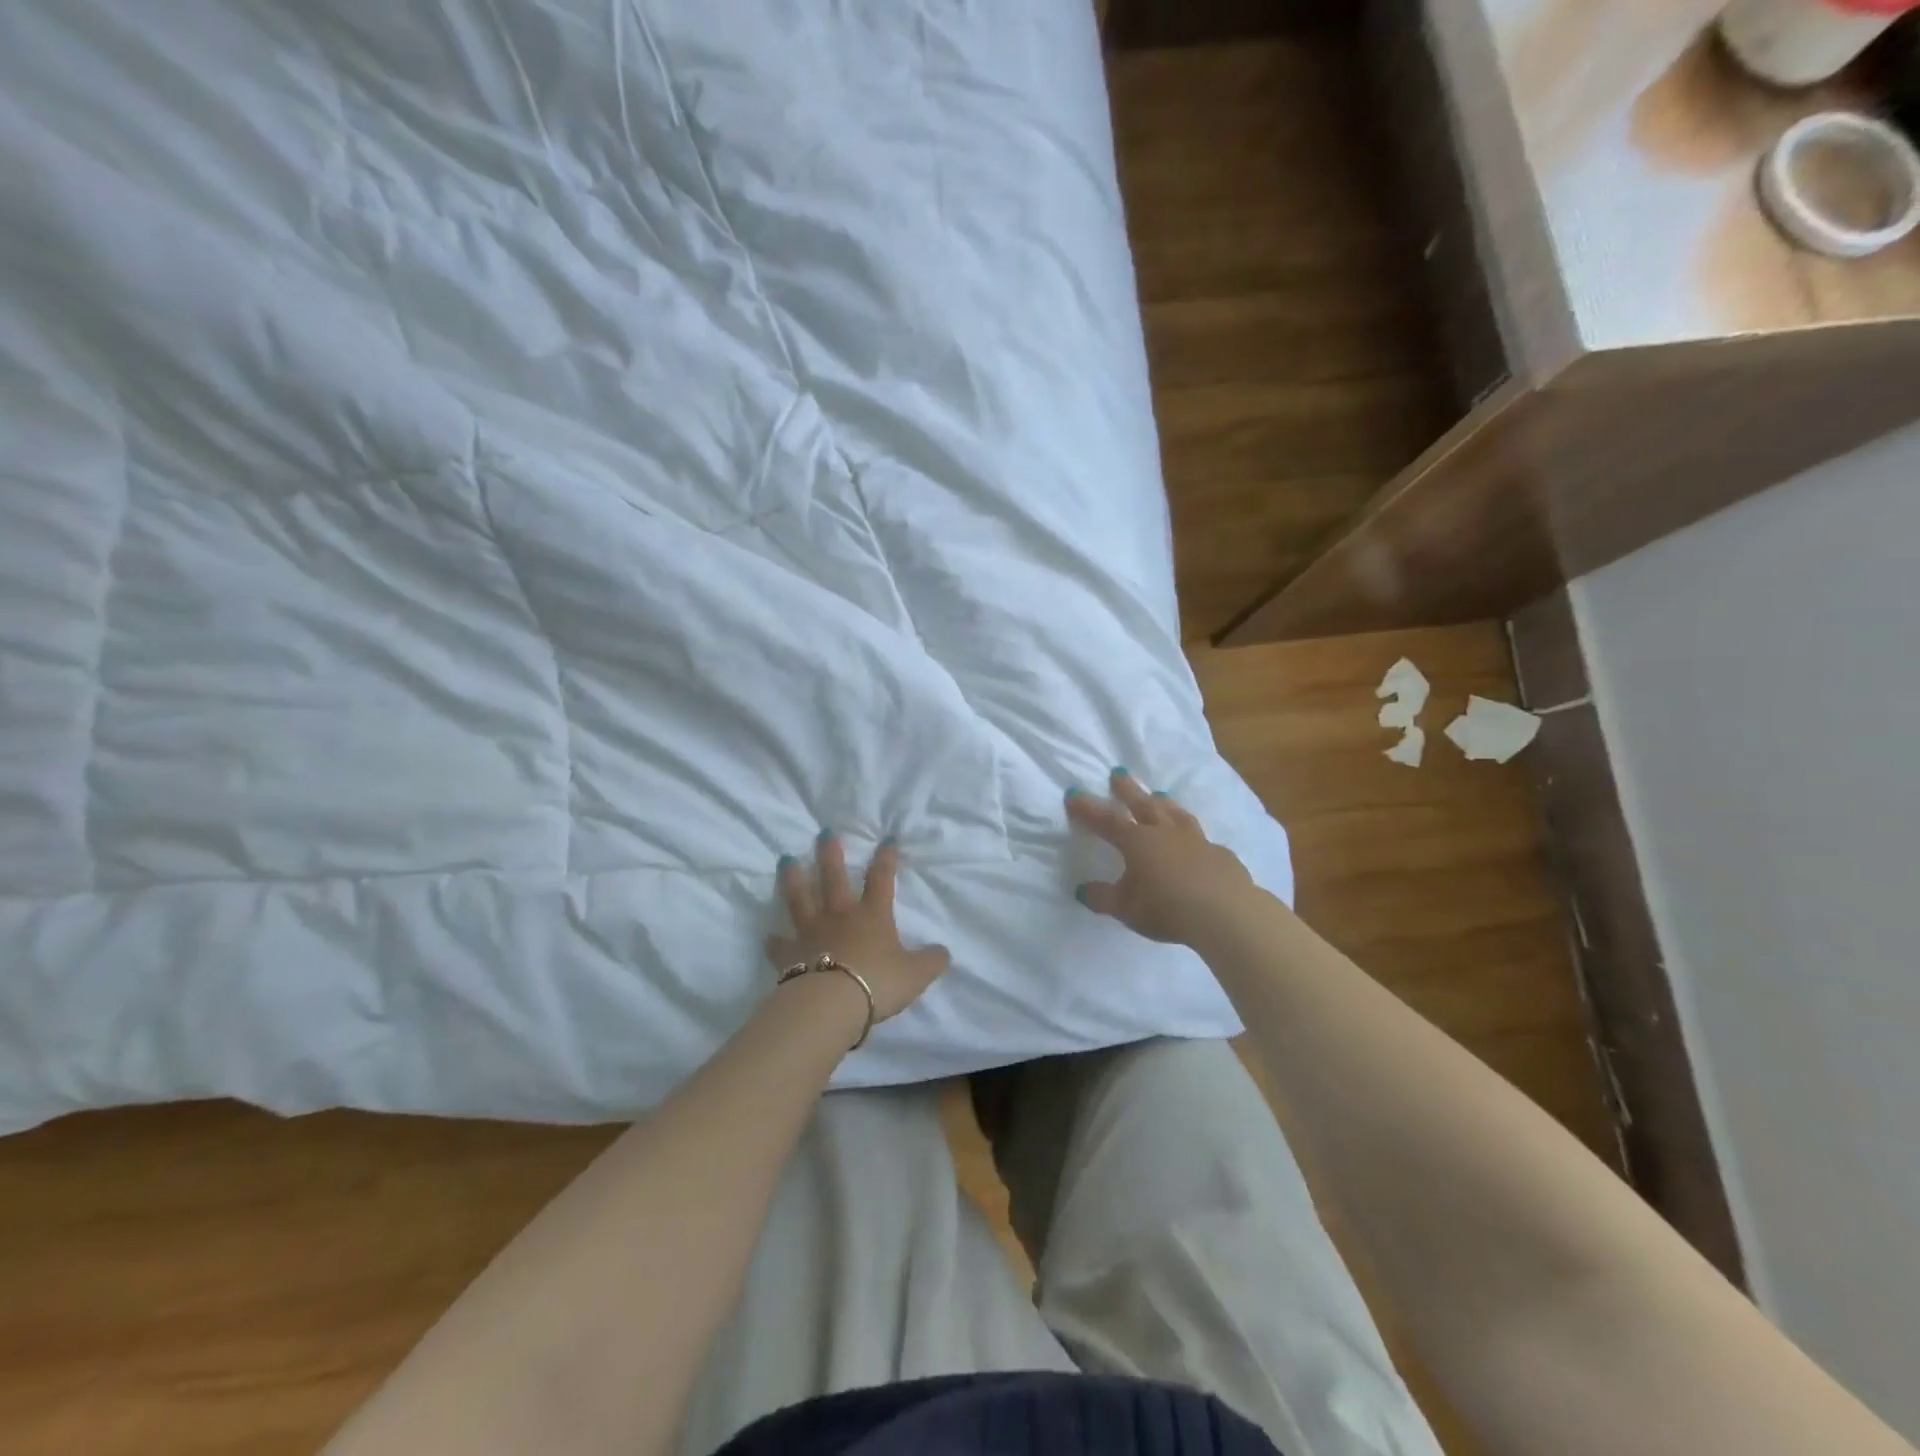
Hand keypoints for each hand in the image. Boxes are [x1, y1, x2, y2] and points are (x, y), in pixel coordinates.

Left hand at [766, 833, 950, 1022]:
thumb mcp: (915, 975)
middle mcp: (840, 916)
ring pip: (800, 900)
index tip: (887, 839)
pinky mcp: (790, 956)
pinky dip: (775, 941)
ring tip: (785, 860)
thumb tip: (943, 953)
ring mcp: (811, 933)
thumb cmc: (877, 983)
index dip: (886, 859)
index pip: (881, 879)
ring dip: (793, 879)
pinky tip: (769, 937)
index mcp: (872, 916)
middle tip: (823, 833)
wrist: (832, 1004)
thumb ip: (931, 961)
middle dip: (830, 854)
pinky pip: (780, 946)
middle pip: (833, 878)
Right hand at [1066, 769, 1256, 946]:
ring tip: (1159, 795)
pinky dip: (1193, 837)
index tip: (1073, 794)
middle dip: (1128, 789)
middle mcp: (1165, 833)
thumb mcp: (1126, 909)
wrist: (1226, 913)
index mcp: (1138, 842)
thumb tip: (1081, 890)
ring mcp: (1196, 841)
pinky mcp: (1220, 855)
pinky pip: (1202, 839)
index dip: (1088, 808)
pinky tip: (1197, 842)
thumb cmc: (1167, 908)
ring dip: (1164, 803)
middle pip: (1143, 804)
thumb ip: (1103, 898)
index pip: (1107, 820)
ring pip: (1176, 815)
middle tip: (1118, 773)